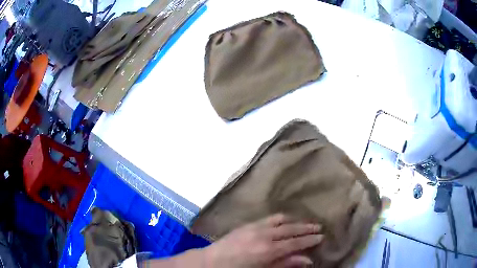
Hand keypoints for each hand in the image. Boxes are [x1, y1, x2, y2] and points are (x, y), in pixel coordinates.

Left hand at [203, 214, 322, 267]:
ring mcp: (255, 227)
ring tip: (304, 223)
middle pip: (291, 229)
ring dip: (295, 221)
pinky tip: (285, 220)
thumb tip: (307, 260)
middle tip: (318, 227)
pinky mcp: (247, 224)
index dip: (310, 239)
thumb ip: (285, 264)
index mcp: (269, 249)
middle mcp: (264, 234)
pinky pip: (269, 218)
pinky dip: (281, 218)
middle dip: (306, 228)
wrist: (211, 261)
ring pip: (281, 220)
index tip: (321, 236)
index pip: (296, 242)